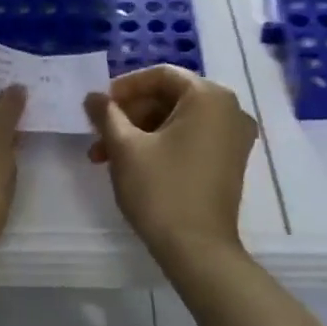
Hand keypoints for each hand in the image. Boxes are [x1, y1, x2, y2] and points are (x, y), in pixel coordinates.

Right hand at [85, 65, 258, 257]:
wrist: (197, 250)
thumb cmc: (161, 190)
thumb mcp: (125, 147)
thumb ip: (107, 114)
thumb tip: (93, 96)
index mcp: (209, 97)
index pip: (161, 75)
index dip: (126, 87)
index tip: (100, 105)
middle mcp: (229, 110)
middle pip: (169, 97)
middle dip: (129, 115)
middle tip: (98, 134)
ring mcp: (233, 138)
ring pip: (177, 120)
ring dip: (139, 132)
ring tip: (105, 156)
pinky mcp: (229, 161)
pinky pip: (191, 138)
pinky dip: (160, 144)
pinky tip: (132, 164)